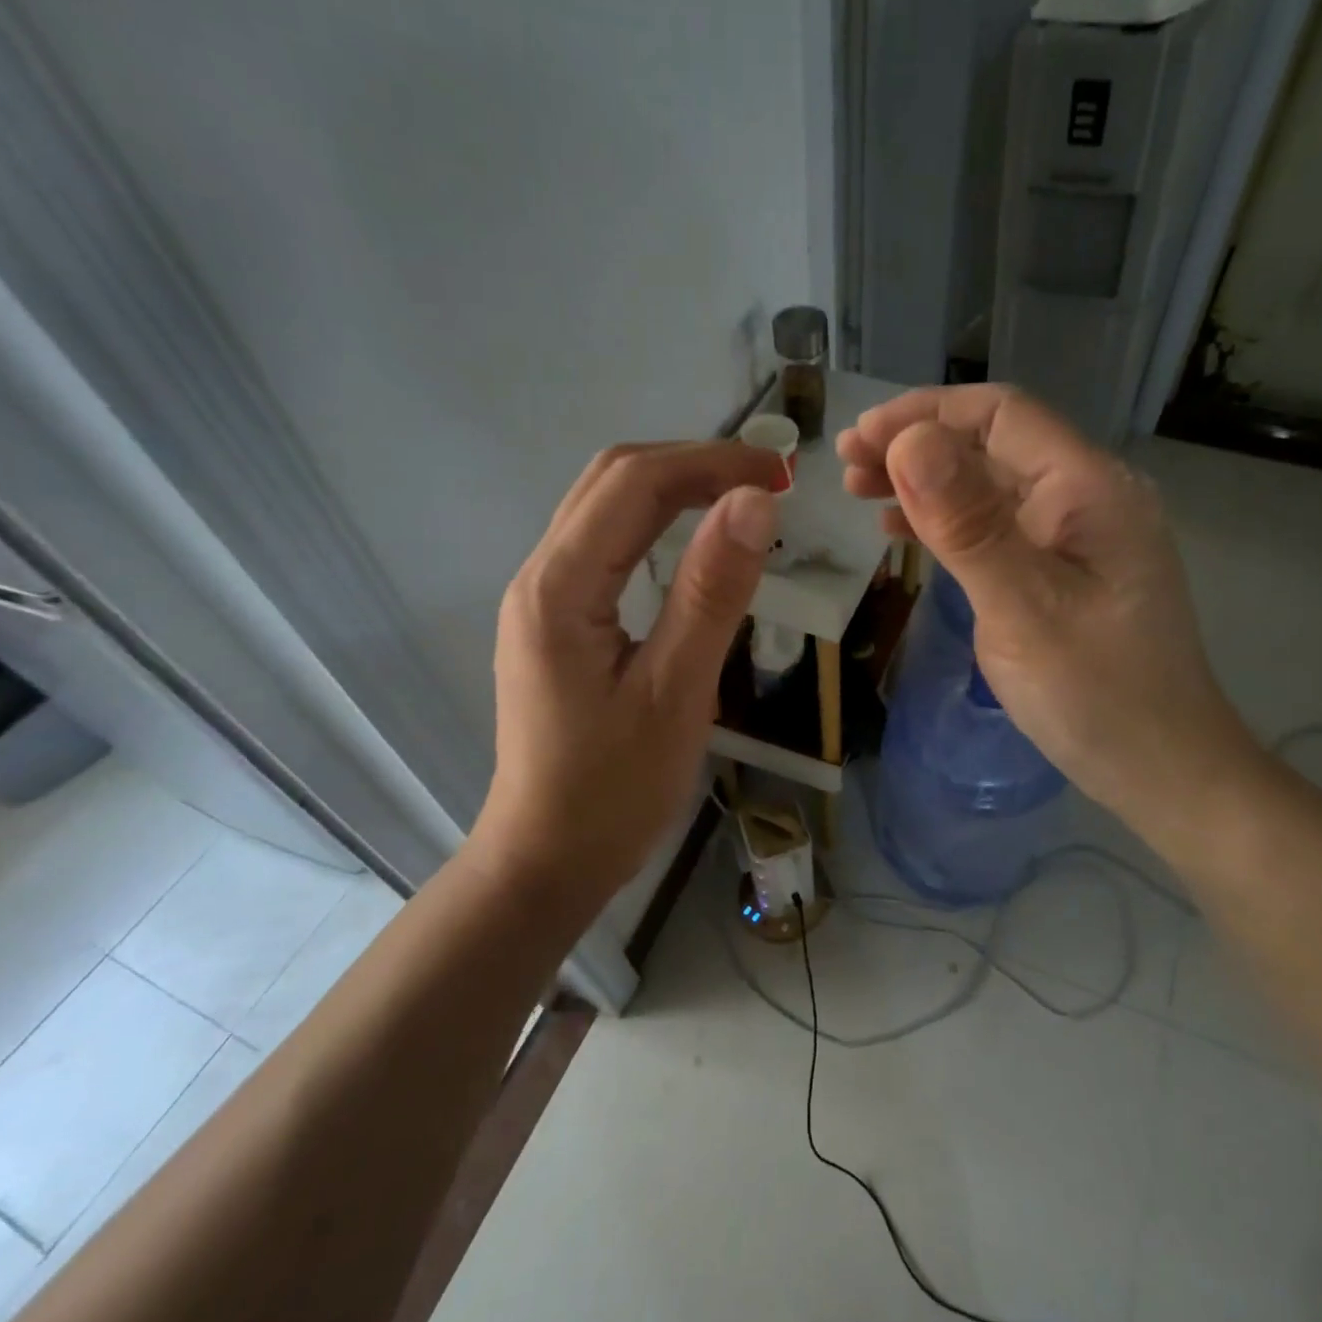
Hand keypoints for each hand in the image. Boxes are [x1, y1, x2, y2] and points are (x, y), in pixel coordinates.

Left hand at [473, 441, 776, 907]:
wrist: (547, 858)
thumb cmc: (614, 790)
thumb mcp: (675, 692)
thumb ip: (711, 593)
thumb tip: (754, 500)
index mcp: (559, 587)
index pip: (635, 483)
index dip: (711, 463)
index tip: (782, 473)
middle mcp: (540, 576)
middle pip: (611, 480)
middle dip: (692, 465)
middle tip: (767, 481)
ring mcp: (542, 598)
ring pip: (604, 507)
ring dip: (673, 488)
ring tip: (740, 499)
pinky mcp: (556, 621)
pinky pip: (604, 544)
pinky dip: (655, 523)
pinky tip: (694, 542)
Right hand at [838, 385, 1260, 838]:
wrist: (1159, 767)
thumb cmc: (1096, 693)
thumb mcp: (1023, 607)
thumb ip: (967, 523)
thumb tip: (908, 440)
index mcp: (1088, 488)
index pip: (1000, 415)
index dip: (925, 414)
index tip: (861, 437)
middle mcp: (1084, 497)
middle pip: (991, 444)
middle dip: (916, 445)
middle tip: (847, 465)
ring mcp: (1072, 536)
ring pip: (987, 485)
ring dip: (924, 481)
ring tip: (859, 490)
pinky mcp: (1058, 570)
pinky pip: (994, 527)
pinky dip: (945, 521)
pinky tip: (902, 530)